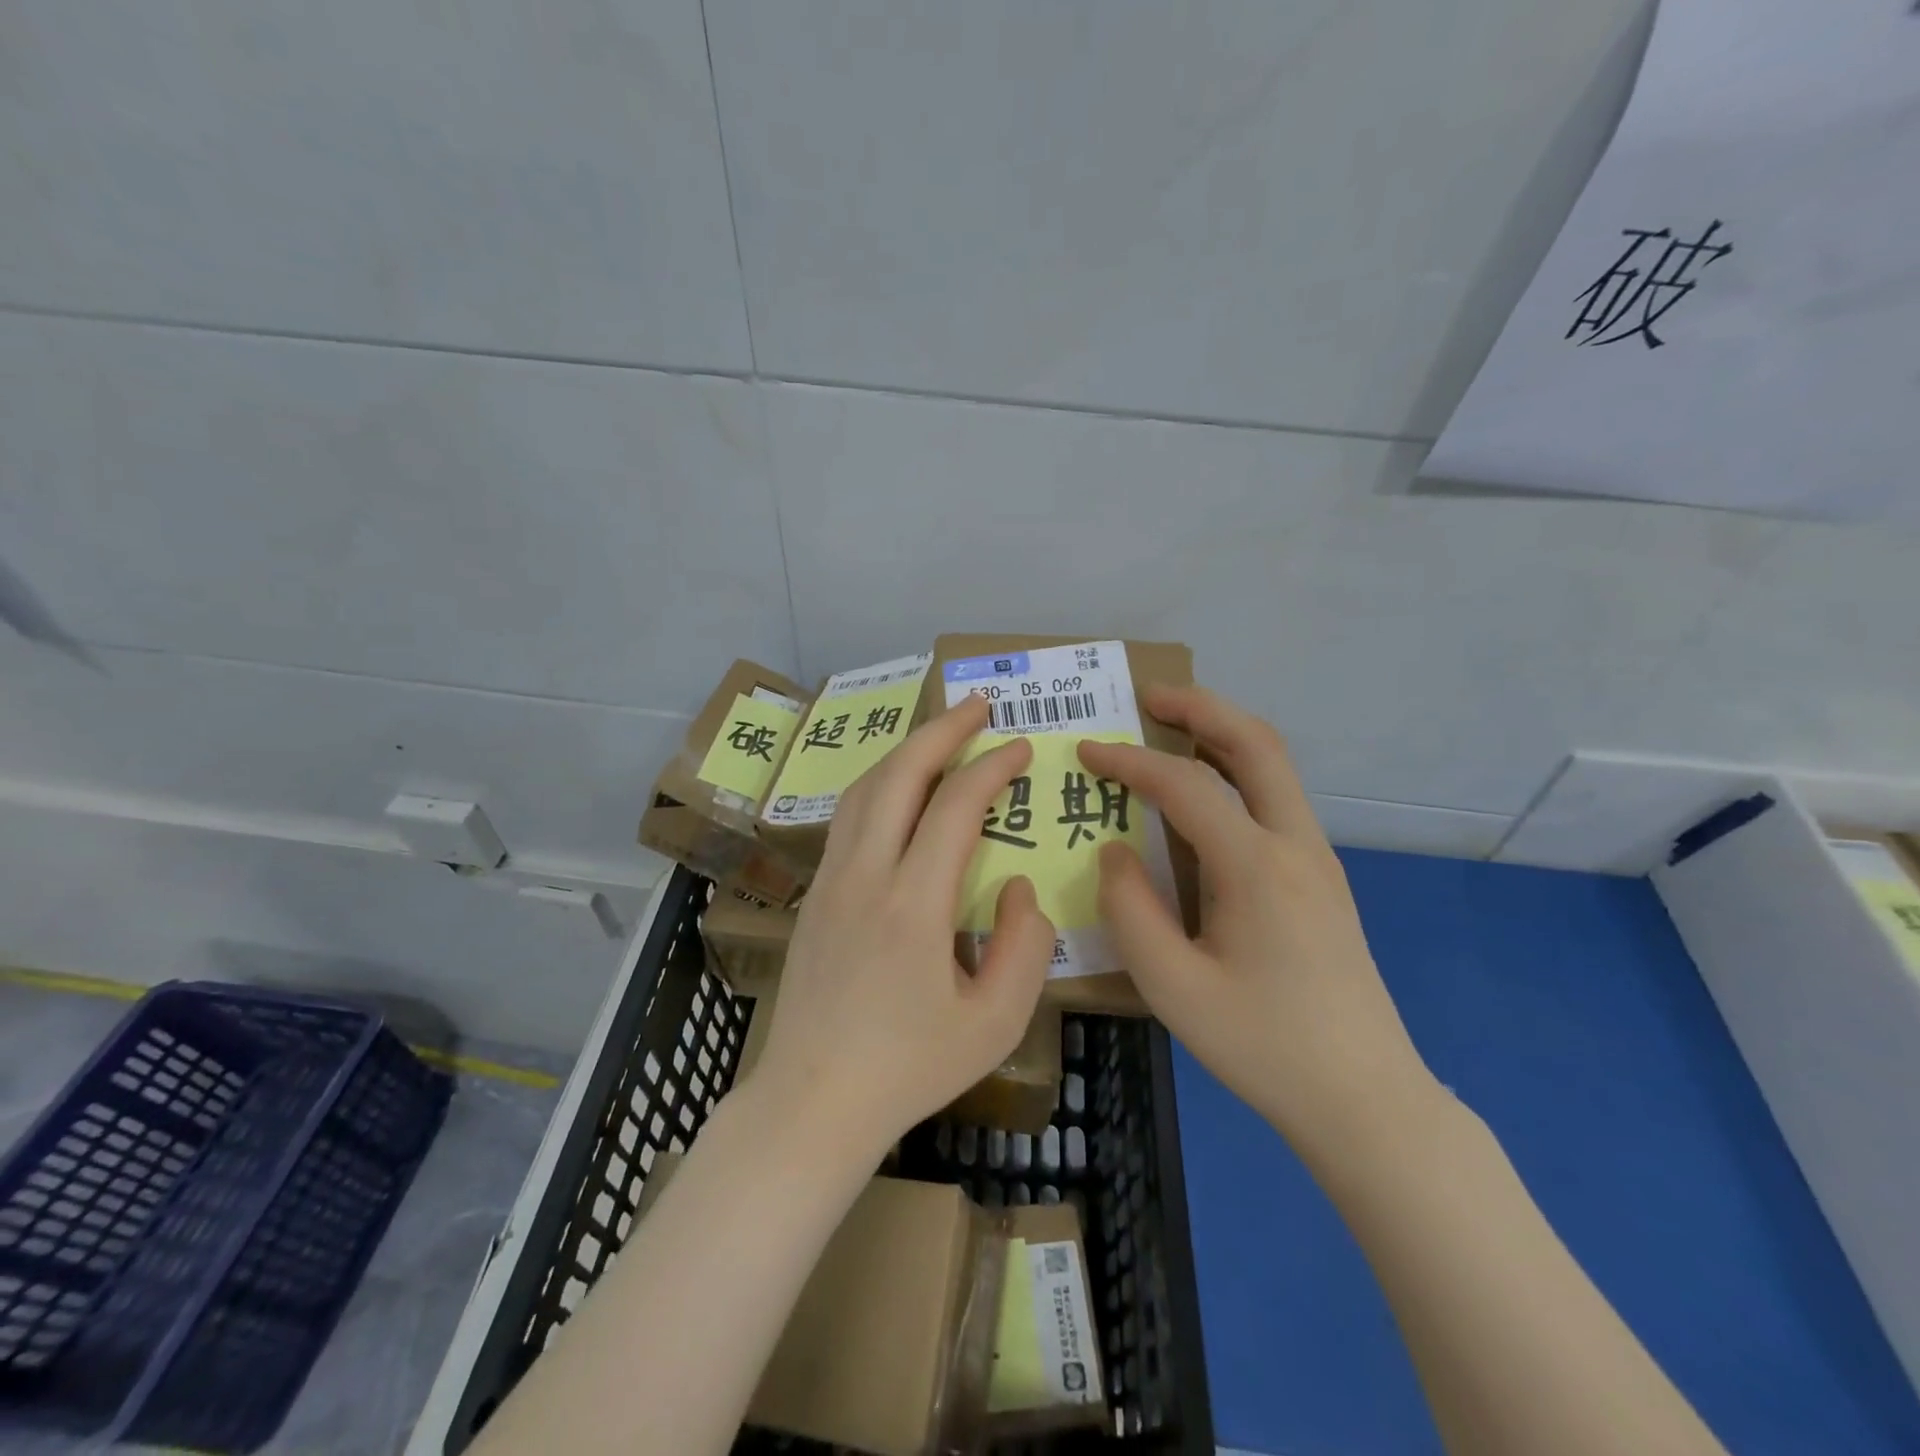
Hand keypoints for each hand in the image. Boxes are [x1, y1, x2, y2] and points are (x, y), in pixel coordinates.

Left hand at [750, 694, 1054, 1155]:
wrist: (812, 1102)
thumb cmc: (909, 1068)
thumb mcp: (994, 1022)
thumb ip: (1023, 946)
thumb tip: (1017, 886)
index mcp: (912, 904)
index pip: (955, 807)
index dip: (992, 768)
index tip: (1022, 748)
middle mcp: (864, 876)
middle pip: (899, 775)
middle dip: (941, 731)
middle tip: (977, 707)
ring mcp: (830, 881)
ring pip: (865, 789)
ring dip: (905, 751)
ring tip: (940, 736)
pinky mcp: (813, 895)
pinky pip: (847, 818)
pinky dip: (880, 785)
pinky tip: (899, 792)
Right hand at [1078, 685, 1437, 1160]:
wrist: (1365, 1098)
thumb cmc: (1263, 1046)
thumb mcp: (1173, 987)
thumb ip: (1130, 909)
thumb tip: (1114, 851)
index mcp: (1257, 867)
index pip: (1186, 786)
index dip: (1130, 761)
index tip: (1087, 750)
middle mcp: (1295, 845)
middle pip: (1255, 744)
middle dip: (1200, 708)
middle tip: (1148, 696)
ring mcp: (1317, 859)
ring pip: (1274, 767)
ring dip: (1222, 734)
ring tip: (1170, 728)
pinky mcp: (1321, 878)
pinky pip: (1275, 800)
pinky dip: (1236, 772)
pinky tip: (1203, 796)